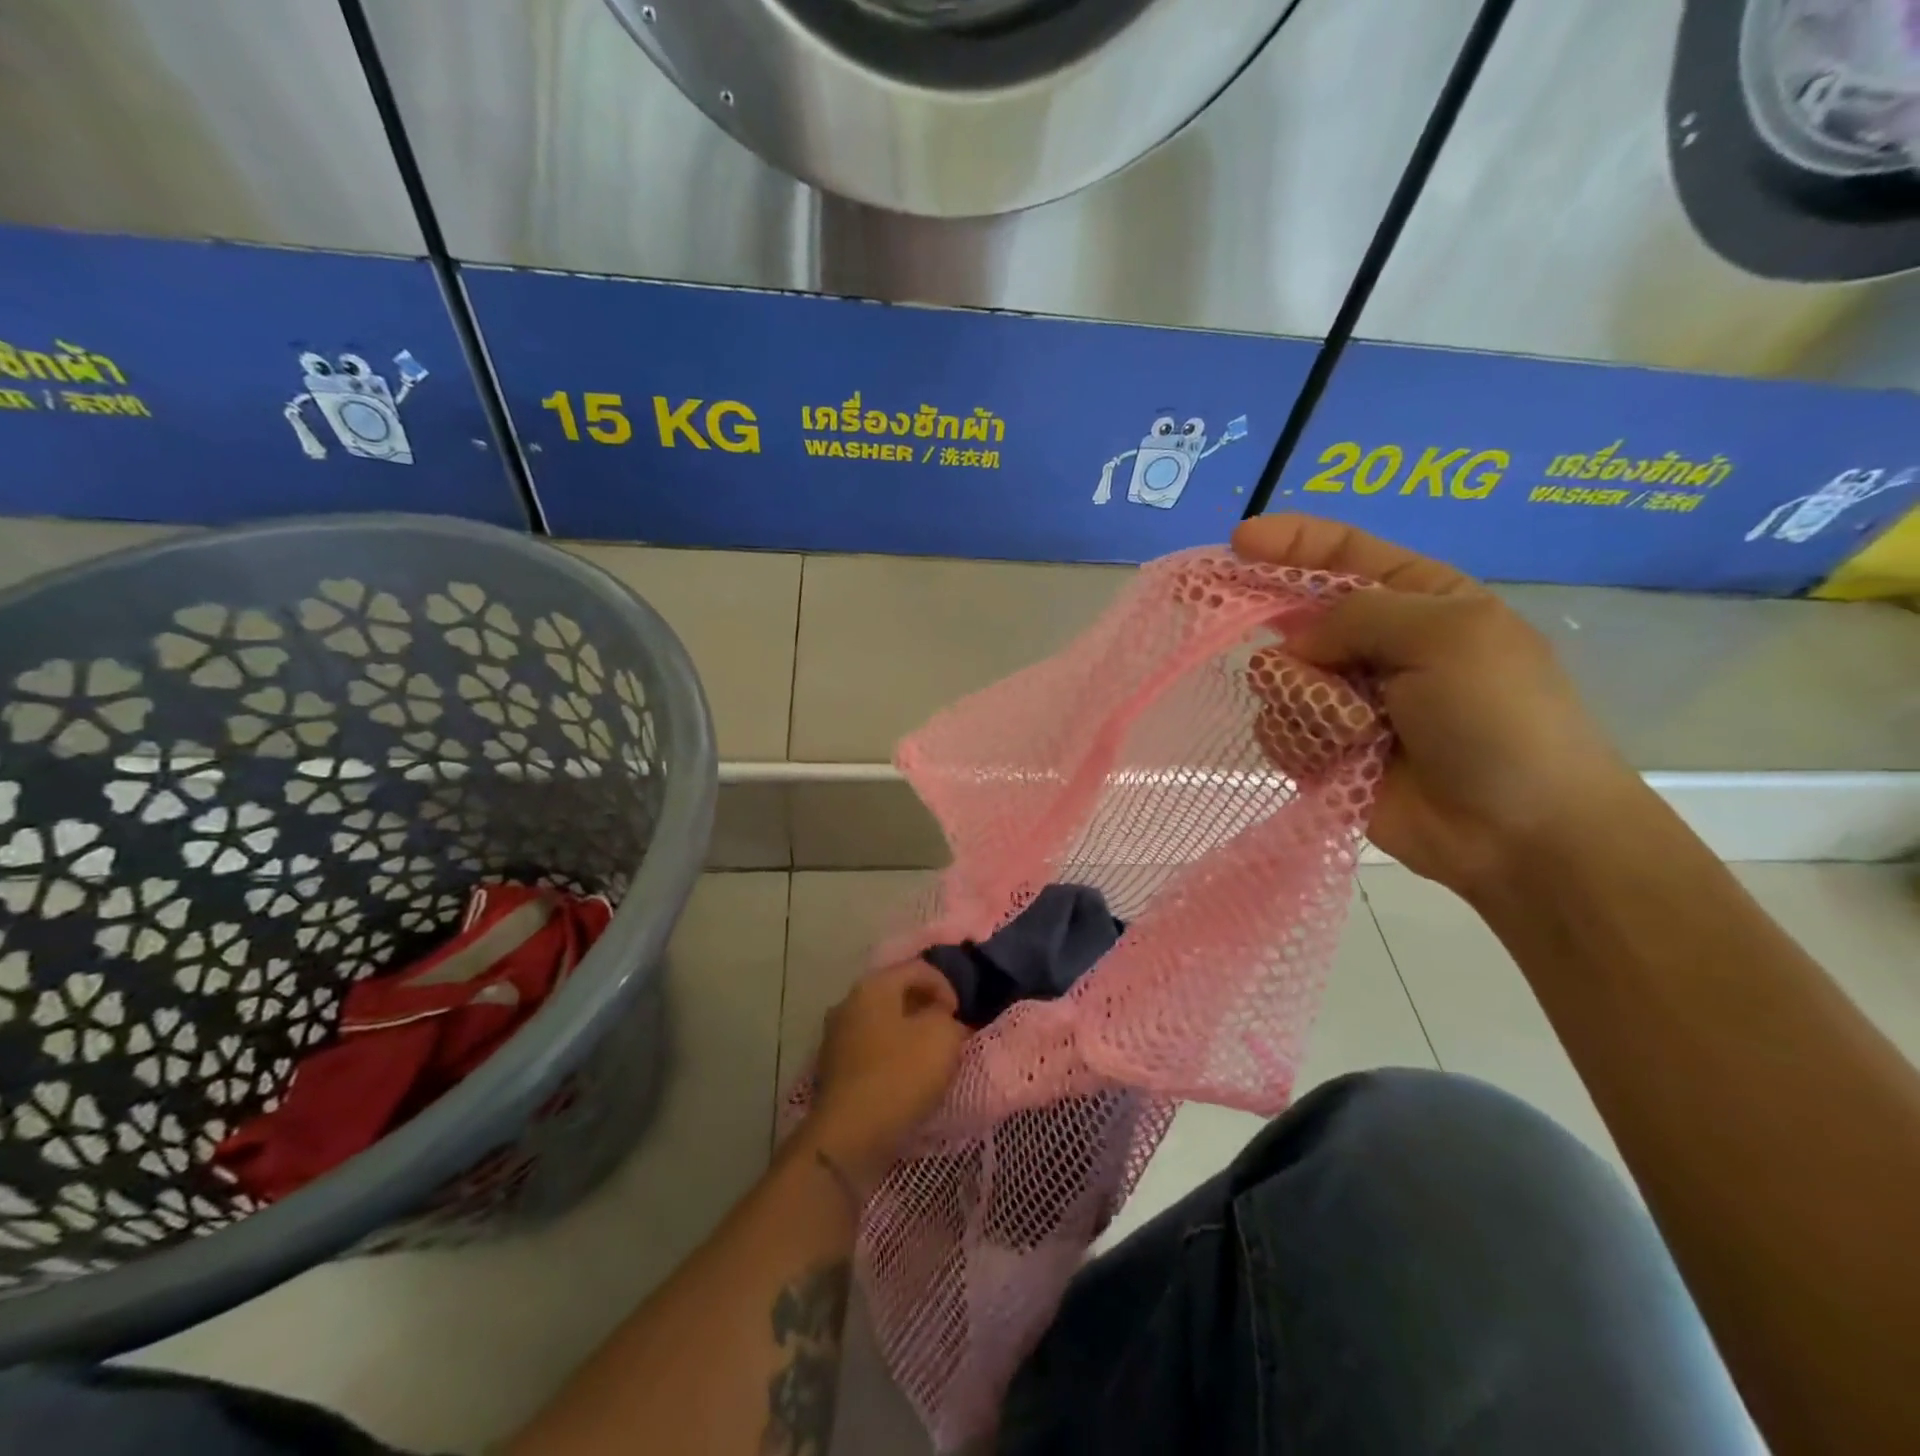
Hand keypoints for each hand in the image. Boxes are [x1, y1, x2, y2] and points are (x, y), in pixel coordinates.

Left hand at [803, 962, 968, 1193]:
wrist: (850, 1136)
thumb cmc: (900, 1075)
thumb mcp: (942, 1037)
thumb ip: (949, 1019)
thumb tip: (944, 1020)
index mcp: (874, 985)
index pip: (918, 968)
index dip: (946, 986)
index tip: (960, 1017)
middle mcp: (849, 1002)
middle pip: (897, 993)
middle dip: (926, 1009)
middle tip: (949, 1034)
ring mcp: (836, 1035)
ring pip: (883, 1022)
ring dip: (908, 1033)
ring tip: (930, 1058)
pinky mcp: (833, 1068)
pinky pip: (871, 1048)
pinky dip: (891, 1054)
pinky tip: (905, 1077)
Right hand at [1231, 514, 1646, 897]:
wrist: (1520, 833)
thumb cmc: (1499, 718)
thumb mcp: (1448, 636)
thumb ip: (1360, 615)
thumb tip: (1295, 645)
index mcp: (1416, 600)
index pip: (1341, 553)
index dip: (1289, 541)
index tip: (1238, 540)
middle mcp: (1374, 645)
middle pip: (1295, 615)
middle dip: (1277, 626)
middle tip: (1246, 632)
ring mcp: (1345, 700)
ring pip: (1277, 676)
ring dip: (1300, 697)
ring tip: (1346, 727)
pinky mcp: (1325, 750)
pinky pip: (1278, 727)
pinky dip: (1297, 739)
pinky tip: (1330, 756)